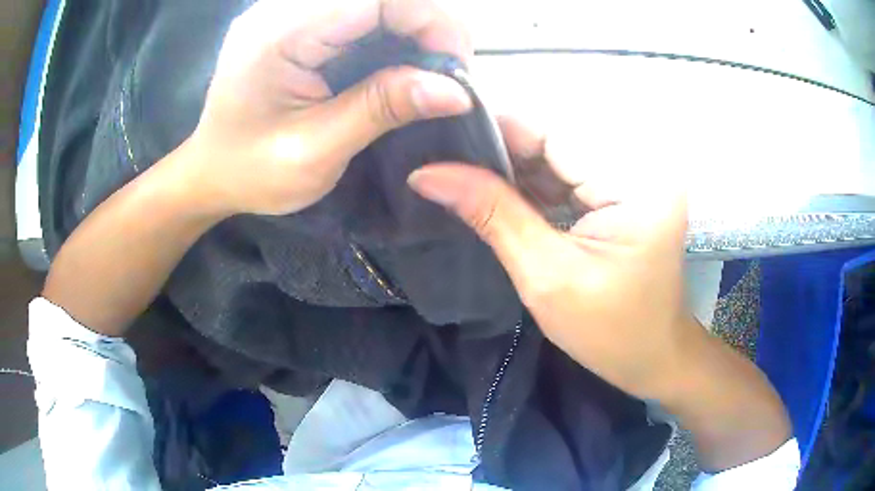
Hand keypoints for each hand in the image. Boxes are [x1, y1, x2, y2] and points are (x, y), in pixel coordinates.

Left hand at [186, 0, 472, 215]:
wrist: (210, 171)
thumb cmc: (250, 171)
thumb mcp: (315, 152)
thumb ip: (381, 109)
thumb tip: (456, 91)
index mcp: (279, 33)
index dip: (431, 19)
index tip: (455, 67)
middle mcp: (283, 7)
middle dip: (427, 24)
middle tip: (445, 73)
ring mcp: (290, 10)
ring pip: (376, 1)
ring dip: (413, 29)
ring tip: (426, 71)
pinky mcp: (299, 20)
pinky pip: (361, 13)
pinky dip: (392, 34)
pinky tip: (398, 64)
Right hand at [408, 117, 695, 400]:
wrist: (652, 355)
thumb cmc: (609, 332)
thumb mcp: (545, 276)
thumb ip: (491, 213)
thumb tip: (427, 174)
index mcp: (633, 183)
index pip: (552, 132)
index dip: (494, 133)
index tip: (441, 146)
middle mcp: (640, 165)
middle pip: (556, 139)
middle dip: (502, 153)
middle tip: (446, 167)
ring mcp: (635, 176)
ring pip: (559, 154)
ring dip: (515, 169)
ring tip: (465, 179)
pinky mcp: (627, 190)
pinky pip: (571, 173)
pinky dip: (536, 184)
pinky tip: (502, 194)